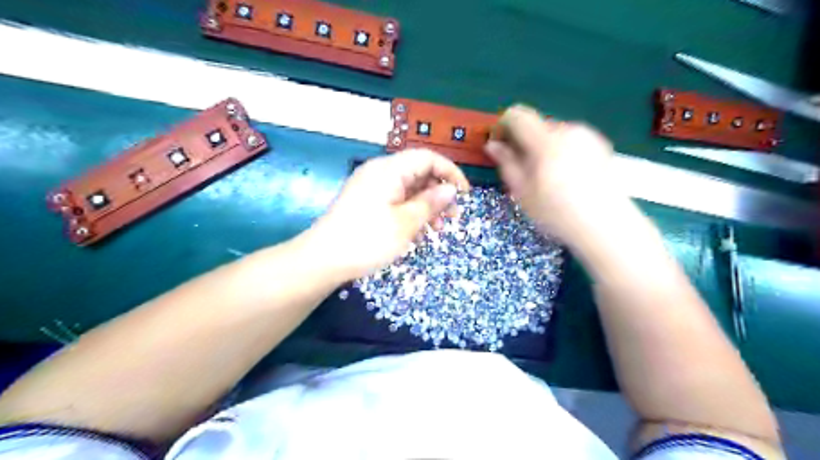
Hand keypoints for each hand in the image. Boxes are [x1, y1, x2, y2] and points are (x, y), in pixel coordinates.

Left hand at [306, 149, 466, 280]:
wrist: (323, 260)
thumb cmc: (367, 240)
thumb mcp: (405, 223)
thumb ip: (431, 203)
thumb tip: (451, 189)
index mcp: (389, 170)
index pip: (427, 158)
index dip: (450, 172)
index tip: (464, 195)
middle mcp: (379, 172)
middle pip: (418, 172)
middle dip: (439, 192)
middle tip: (452, 217)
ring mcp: (370, 187)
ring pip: (408, 188)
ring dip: (426, 205)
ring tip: (437, 228)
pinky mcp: (365, 201)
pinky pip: (395, 199)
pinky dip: (410, 211)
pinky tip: (418, 231)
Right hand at [485, 106, 628, 246]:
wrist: (606, 225)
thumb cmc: (557, 212)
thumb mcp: (523, 192)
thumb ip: (507, 163)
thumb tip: (492, 145)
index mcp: (547, 141)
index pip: (517, 116)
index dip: (503, 126)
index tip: (499, 145)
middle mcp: (568, 130)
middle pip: (536, 124)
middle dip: (524, 141)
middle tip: (523, 168)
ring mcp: (587, 135)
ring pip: (553, 132)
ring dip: (542, 146)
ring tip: (546, 175)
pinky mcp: (599, 143)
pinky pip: (570, 139)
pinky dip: (560, 150)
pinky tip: (566, 175)